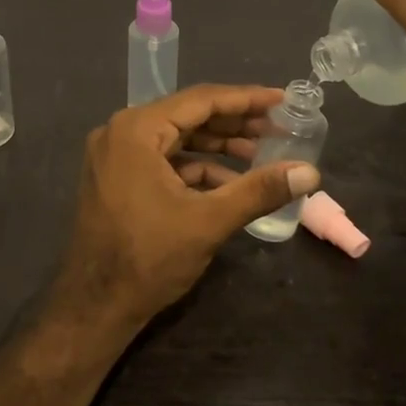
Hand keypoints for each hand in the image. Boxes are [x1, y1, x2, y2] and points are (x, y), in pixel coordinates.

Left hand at [51, 84, 321, 339]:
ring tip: (262, 153)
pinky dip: (196, 168)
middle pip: (188, 116)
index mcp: (136, 130)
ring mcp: (115, 155)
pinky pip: (163, 160)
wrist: (95, 306)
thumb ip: (259, 190)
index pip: (200, 101)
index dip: (246, 99)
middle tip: (278, 127)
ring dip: (217, 146)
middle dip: (235, 123)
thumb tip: (310, 172)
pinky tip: (230, 183)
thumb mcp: (209, 221)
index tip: (282, 99)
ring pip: (177, 138)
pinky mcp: (117, 177)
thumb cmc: (149, 258)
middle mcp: (121, 132)